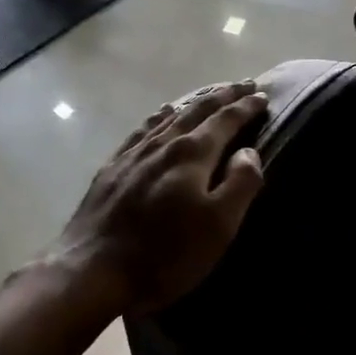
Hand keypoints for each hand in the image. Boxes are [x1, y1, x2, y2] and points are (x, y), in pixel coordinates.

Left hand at [54, 83, 268, 317]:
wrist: (93, 270)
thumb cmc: (166, 254)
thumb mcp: (218, 226)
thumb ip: (240, 184)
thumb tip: (249, 151)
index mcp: (192, 154)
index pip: (226, 120)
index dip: (246, 106)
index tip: (263, 95)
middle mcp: (163, 143)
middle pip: (198, 110)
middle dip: (224, 95)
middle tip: (243, 84)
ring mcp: (133, 153)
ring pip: (169, 115)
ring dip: (194, 102)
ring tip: (209, 95)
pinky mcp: (112, 168)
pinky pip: (142, 129)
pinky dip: (159, 117)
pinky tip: (161, 115)